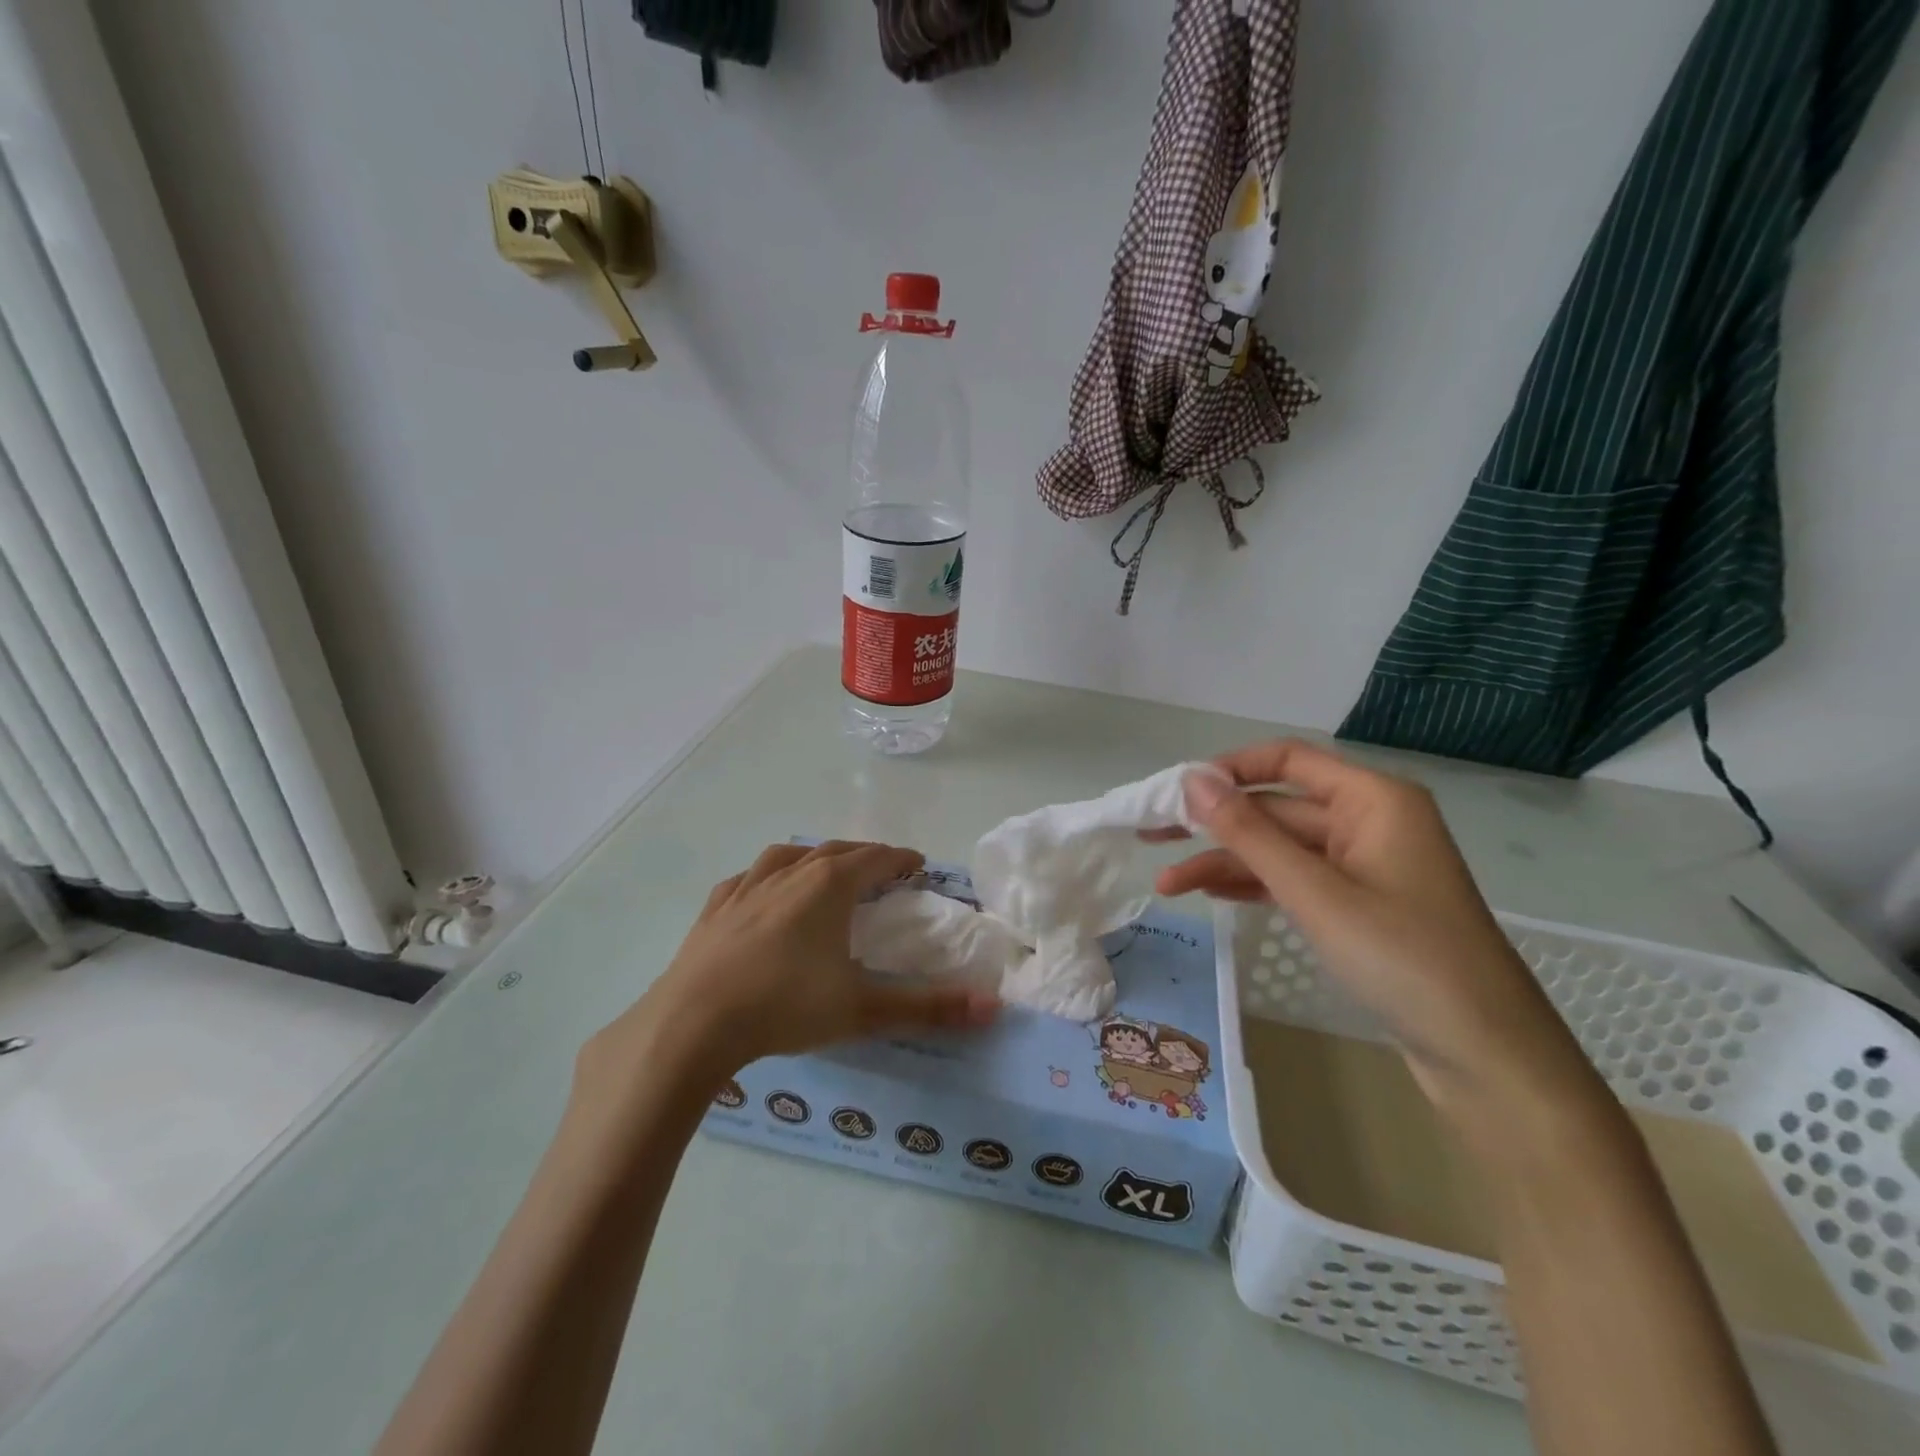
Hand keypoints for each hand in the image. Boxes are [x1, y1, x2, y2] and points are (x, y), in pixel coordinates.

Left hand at [582, 842, 998, 1098]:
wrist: (692, 1023)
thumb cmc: (784, 1007)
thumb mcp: (863, 1010)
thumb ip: (929, 1008)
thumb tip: (993, 1007)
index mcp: (828, 886)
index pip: (875, 859)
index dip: (900, 859)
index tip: (917, 864)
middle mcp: (789, 875)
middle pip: (835, 851)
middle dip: (864, 855)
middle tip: (882, 868)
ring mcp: (746, 888)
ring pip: (788, 856)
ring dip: (814, 856)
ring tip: (824, 869)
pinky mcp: (714, 910)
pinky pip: (747, 879)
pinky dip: (766, 877)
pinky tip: (761, 891)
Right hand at [1158, 740, 1600, 1119]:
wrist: (1488, 1058)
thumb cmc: (1404, 959)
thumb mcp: (1315, 892)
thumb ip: (1249, 833)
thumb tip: (1192, 780)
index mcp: (1373, 799)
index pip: (1286, 759)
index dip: (1226, 770)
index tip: (1172, 793)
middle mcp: (1369, 820)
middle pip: (1276, 807)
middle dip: (1214, 826)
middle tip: (1150, 837)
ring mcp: (1365, 865)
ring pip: (1280, 848)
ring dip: (1226, 863)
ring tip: (1167, 886)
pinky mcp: (1360, 905)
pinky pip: (1296, 880)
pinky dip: (1254, 885)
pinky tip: (1210, 895)